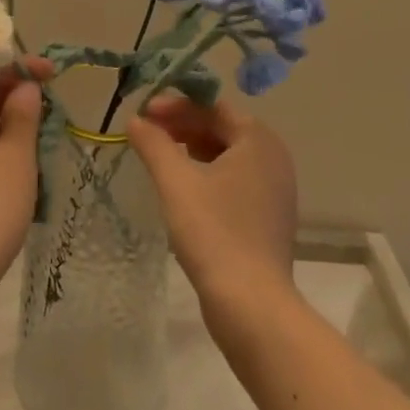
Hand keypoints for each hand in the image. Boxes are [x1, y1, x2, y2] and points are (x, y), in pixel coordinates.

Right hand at [126, 93, 297, 310]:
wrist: (251, 304)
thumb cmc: (213, 232)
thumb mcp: (176, 181)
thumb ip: (153, 144)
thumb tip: (135, 120)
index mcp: (257, 140)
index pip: (213, 105)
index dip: (176, 104)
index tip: (144, 112)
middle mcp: (273, 158)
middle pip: (221, 127)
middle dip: (182, 124)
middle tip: (147, 132)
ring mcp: (274, 189)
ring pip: (227, 154)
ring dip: (191, 148)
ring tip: (159, 156)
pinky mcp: (267, 216)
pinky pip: (234, 178)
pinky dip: (206, 172)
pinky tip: (181, 186)